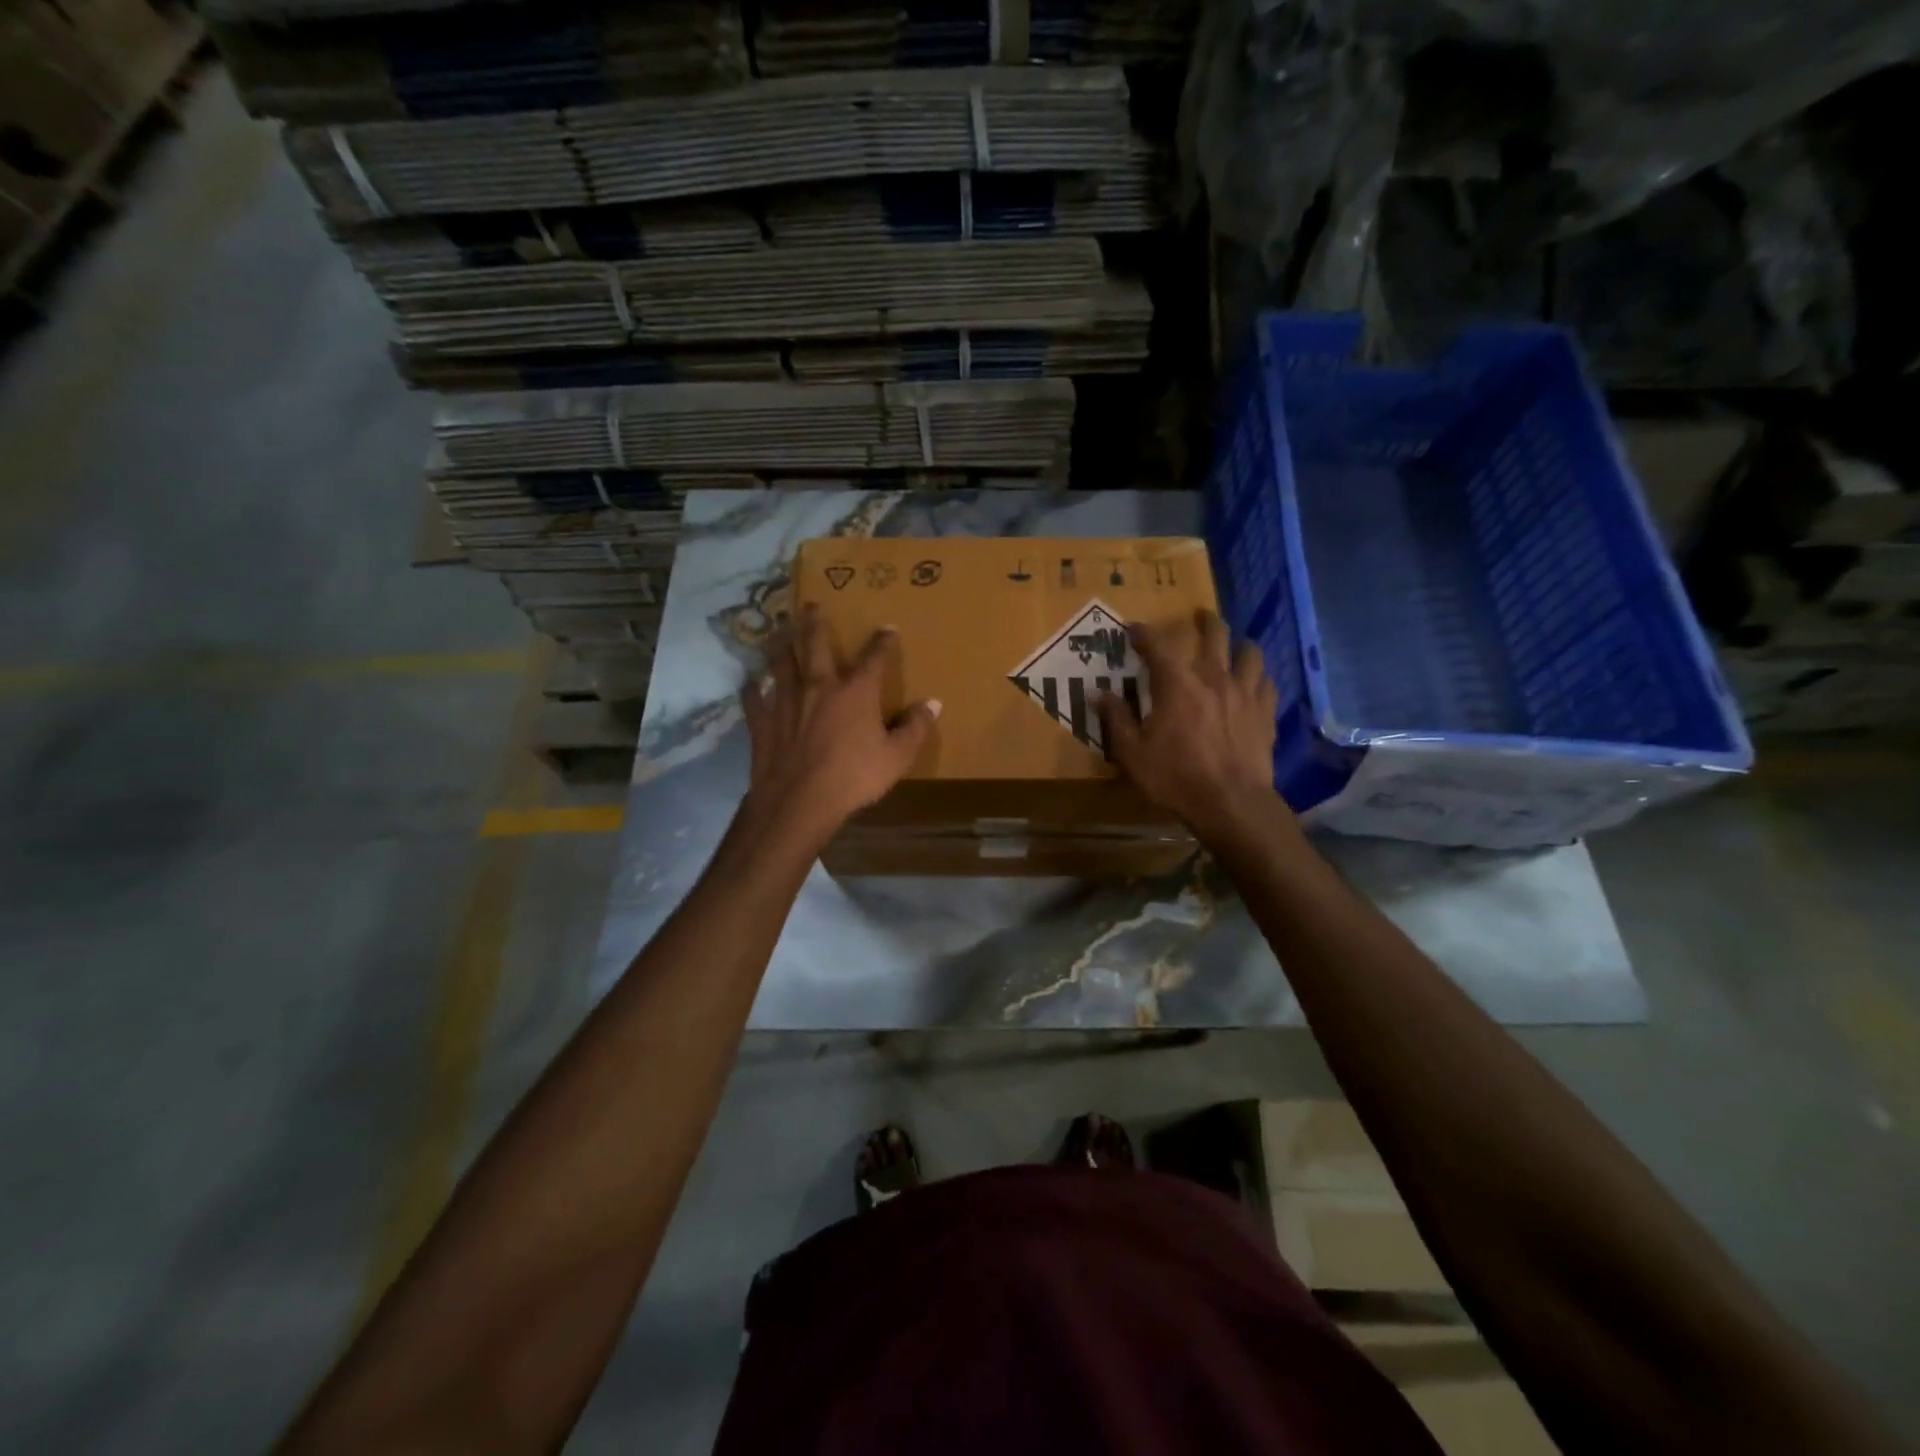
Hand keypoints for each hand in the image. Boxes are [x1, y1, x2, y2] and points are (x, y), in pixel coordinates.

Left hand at [738, 604, 939, 844]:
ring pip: (781, 663)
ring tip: (779, 630)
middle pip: (815, 645)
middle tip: (811, 605)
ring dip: (781, 644)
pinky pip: (754, 698)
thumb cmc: (853, 777)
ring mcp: (786, 702)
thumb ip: (915, 728)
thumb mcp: (897, 757)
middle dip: (815, 623)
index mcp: (856, 692)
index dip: (882, 642)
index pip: (874, 658)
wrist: (799, 801)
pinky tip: (750, 682)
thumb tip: (933, 704)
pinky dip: (752, 688)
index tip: (887, 628)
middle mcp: (819, 686)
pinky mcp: (763, 722)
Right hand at [1098, 609, 1284, 837]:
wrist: (1231, 804)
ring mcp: (1245, 693)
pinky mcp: (1265, 713)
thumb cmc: (1175, 777)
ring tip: (1234, 646)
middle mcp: (1214, 678)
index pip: (1157, 646)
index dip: (1143, 633)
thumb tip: (1097, 693)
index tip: (1133, 629)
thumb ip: (1116, 719)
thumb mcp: (1132, 753)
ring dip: (1239, 644)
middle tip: (1199, 616)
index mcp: (1177, 685)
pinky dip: (1258, 677)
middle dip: (1204, 621)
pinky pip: (1267, 683)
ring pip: (1250, 653)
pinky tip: (1253, 683)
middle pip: (1215, 635)